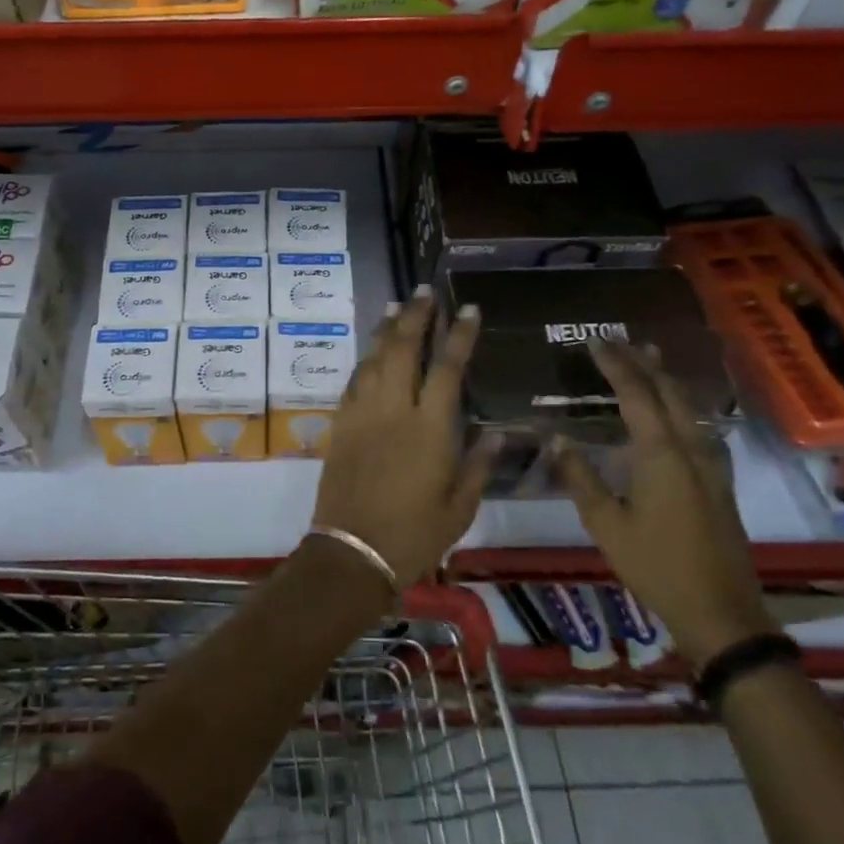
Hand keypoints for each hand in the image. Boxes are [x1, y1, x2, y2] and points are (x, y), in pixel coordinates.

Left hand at [312, 287, 497, 587]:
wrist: (352, 552)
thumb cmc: (414, 535)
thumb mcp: (460, 507)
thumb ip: (480, 465)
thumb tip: (501, 432)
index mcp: (430, 430)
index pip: (448, 369)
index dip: (459, 335)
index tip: (468, 308)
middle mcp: (394, 411)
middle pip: (404, 350)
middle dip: (416, 316)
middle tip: (424, 291)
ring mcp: (363, 415)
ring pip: (375, 359)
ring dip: (387, 329)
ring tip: (397, 306)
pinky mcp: (342, 425)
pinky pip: (354, 381)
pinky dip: (366, 360)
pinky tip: (372, 351)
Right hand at [549, 340, 774, 668]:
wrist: (720, 612)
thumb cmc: (655, 566)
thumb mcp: (606, 524)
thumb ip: (580, 477)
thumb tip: (556, 438)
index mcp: (661, 454)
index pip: (636, 394)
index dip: (615, 365)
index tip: (595, 341)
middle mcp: (690, 450)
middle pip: (668, 393)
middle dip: (643, 363)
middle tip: (621, 340)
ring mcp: (711, 466)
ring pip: (689, 408)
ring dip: (666, 381)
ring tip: (649, 360)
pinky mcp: (719, 482)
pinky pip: (698, 427)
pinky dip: (680, 406)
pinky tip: (676, 413)